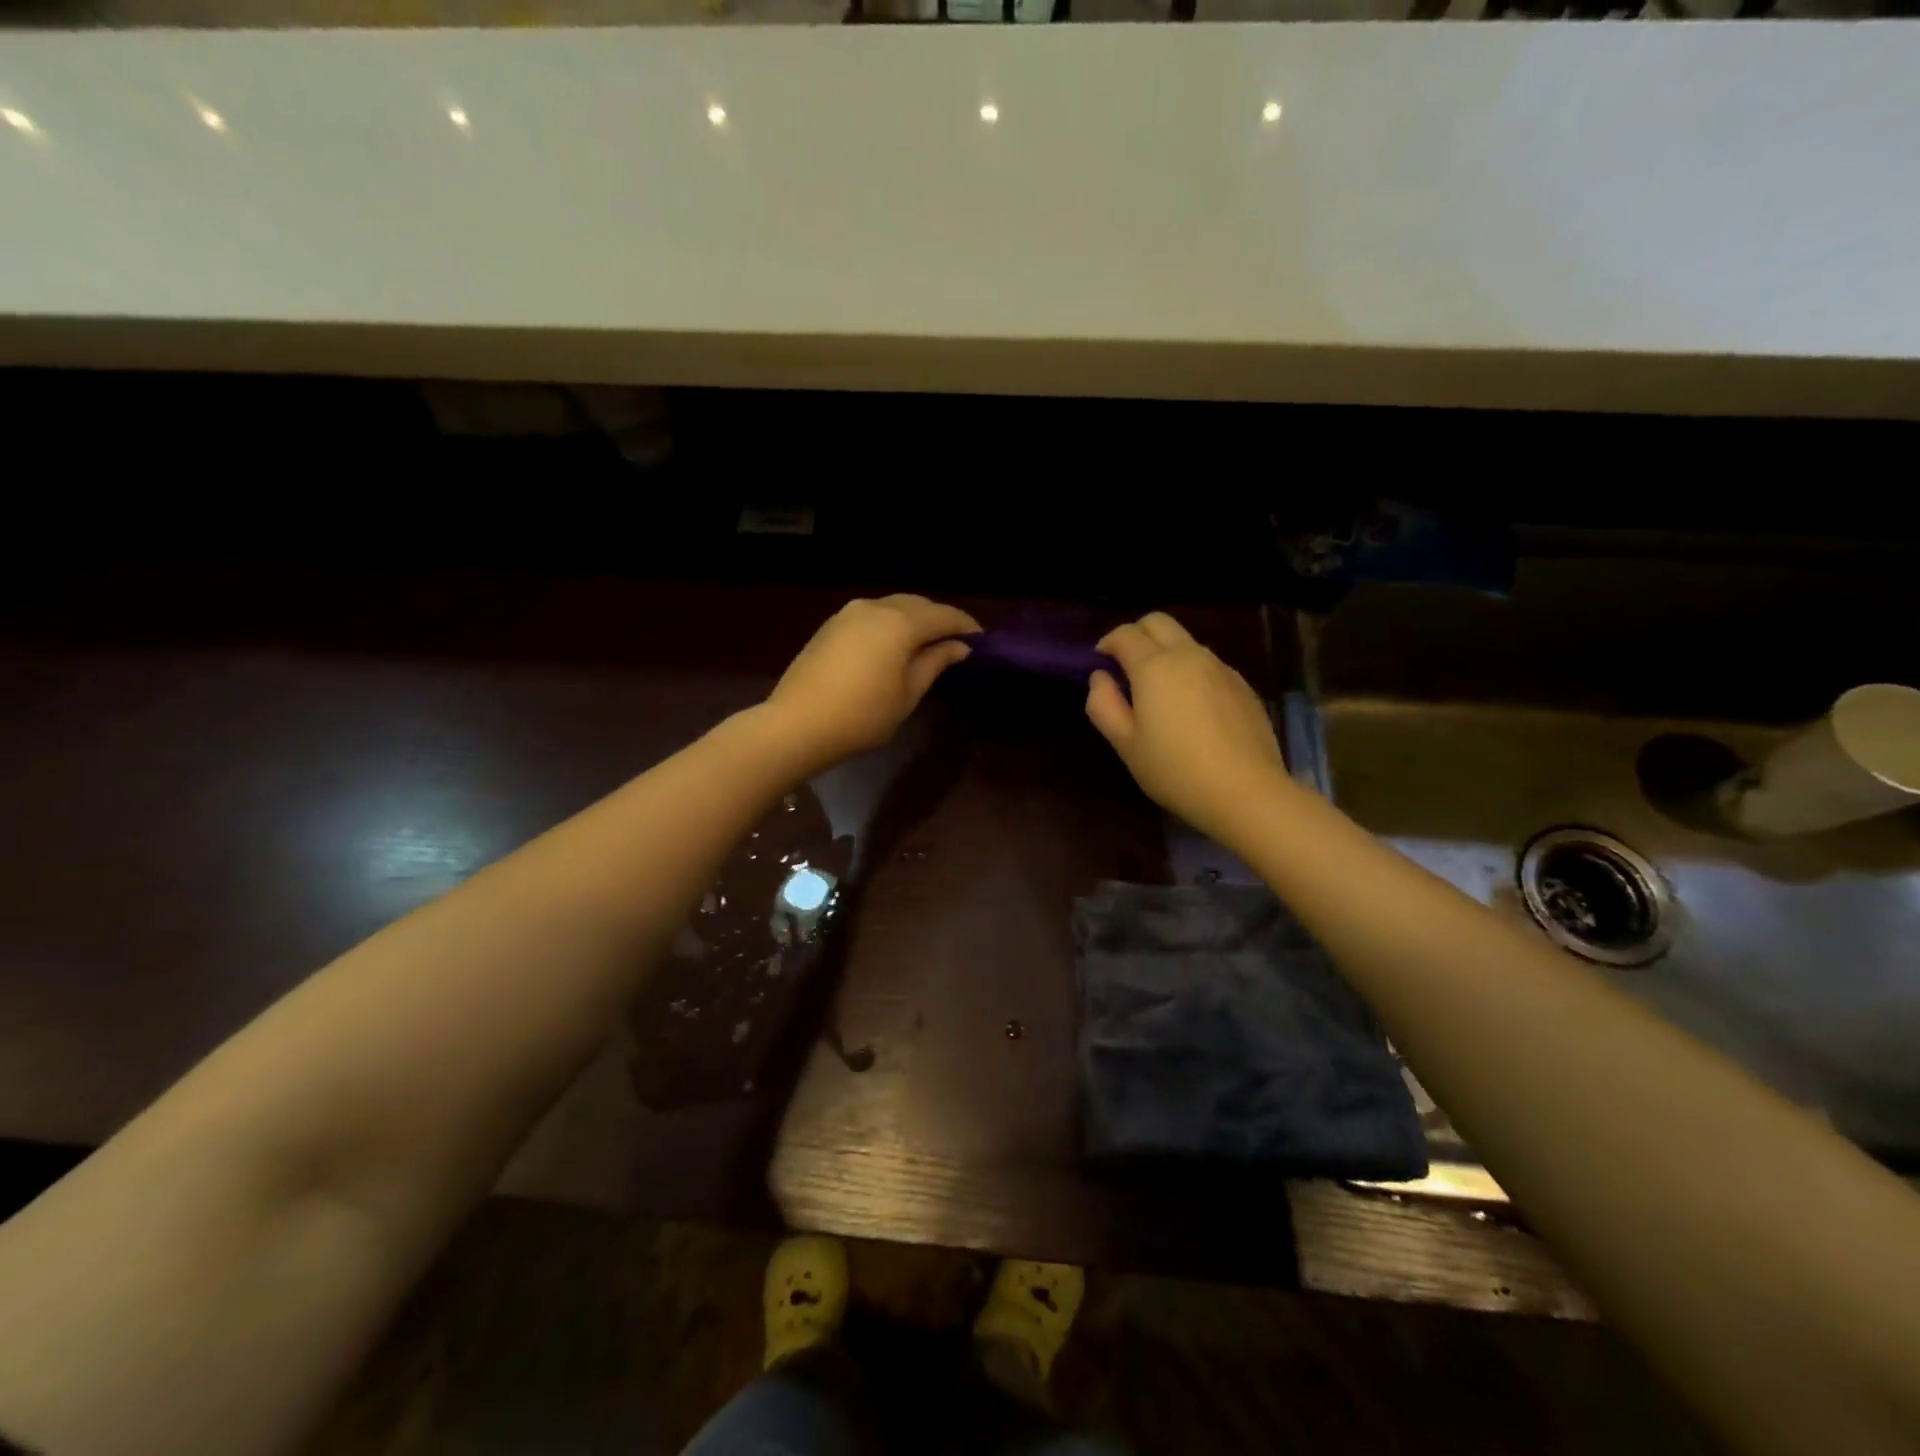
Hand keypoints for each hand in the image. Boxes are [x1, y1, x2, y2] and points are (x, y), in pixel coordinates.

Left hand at [764, 595, 981, 770]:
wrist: (797, 724)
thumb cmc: (862, 715)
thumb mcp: (908, 694)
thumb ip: (934, 663)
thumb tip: (958, 647)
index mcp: (900, 622)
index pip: (943, 615)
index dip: (965, 626)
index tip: (981, 641)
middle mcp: (875, 607)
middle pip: (917, 604)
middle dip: (939, 619)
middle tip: (957, 641)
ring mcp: (848, 613)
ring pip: (892, 606)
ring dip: (914, 619)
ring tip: (927, 643)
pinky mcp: (831, 626)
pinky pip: (872, 616)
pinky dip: (890, 624)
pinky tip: (894, 645)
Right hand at [1086, 612, 1286, 837]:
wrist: (1245, 791)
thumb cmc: (1174, 770)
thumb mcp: (1125, 745)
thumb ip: (1103, 704)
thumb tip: (1100, 677)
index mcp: (1154, 667)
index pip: (1125, 634)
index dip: (1107, 643)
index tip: (1100, 662)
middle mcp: (1189, 656)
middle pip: (1158, 622)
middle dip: (1137, 634)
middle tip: (1125, 665)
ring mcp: (1220, 668)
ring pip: (1186, 641)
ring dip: (1165, 652)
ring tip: (1158, 690)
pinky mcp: (1242, 685)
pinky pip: (1208, 663)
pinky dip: (1190, 670)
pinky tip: (1191, 707)